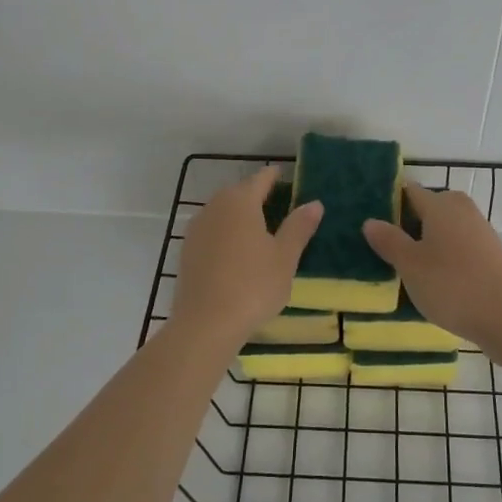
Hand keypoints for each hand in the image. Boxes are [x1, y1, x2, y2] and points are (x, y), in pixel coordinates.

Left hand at [173, 167, 323, 342]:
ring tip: (260, 230)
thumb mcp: (285, 257)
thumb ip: (299, 227)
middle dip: (258, 195)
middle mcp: (215, 206)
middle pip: (239, 192)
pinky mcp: (187, 250)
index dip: (276, 177)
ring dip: (240, 215)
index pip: (261, 178)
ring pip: (223, 211)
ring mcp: (197, 228)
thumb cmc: (252, 285)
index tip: (288, 178)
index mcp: (241, 201)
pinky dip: (226, 233)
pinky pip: (212, 231)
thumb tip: (314, 203)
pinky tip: (237, 252)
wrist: (205, 324)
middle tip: (280, 206)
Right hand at [363, 183, 501, 347]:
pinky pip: (462, 243)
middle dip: (412, 220)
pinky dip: (449, 253)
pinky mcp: (493, 252)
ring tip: (412, 263)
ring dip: (431, 238)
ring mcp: (481, 230)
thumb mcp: (410, 265)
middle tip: (391, 243)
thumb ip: (389, 240)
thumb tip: (370, 221)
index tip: (375, 218)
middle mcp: (462, 209)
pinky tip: (439, 276)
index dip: (392, 201)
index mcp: (440, 205)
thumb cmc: (450, 285)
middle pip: (432, 206)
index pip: (411, 191)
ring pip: (448, 225)